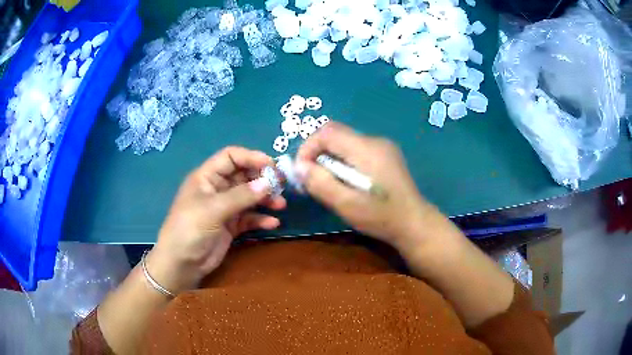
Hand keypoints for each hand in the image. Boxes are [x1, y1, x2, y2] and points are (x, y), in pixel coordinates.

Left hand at [147, 147, 285, 293]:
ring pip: (249, 197)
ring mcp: (225, 208)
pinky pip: (249, 218)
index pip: (231, 157)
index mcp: (207, 177)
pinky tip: (273, 223)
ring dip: (265, 199)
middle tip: (281, 185)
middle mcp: (217, 189)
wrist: (182, 264)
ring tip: (280, 205)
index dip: (251, 157)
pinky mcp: (231, 226)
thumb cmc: (190, 229)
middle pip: (243, 176)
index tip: (272, 166)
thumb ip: (241, 196)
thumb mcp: (213, 209)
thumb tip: (268, 183)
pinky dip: (261, 218)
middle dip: (262, 179)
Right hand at [296, 122, 443, 250]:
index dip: (308, 147)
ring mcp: (382, 147)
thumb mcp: (347, 205)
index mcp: (366, 149)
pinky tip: (346, 181)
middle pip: (336, 133)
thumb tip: (299, 166)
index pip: (327, 132)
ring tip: (327, 182)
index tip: (302, 171)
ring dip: (329, 157)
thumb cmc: (381, 217)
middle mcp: (375, 141)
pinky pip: (356, 149)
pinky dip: (343, 160)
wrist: (415, 223)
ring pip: (345, 141)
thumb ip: (321, 183)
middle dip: (317, 152)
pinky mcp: (385, 156)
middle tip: (312, 177)